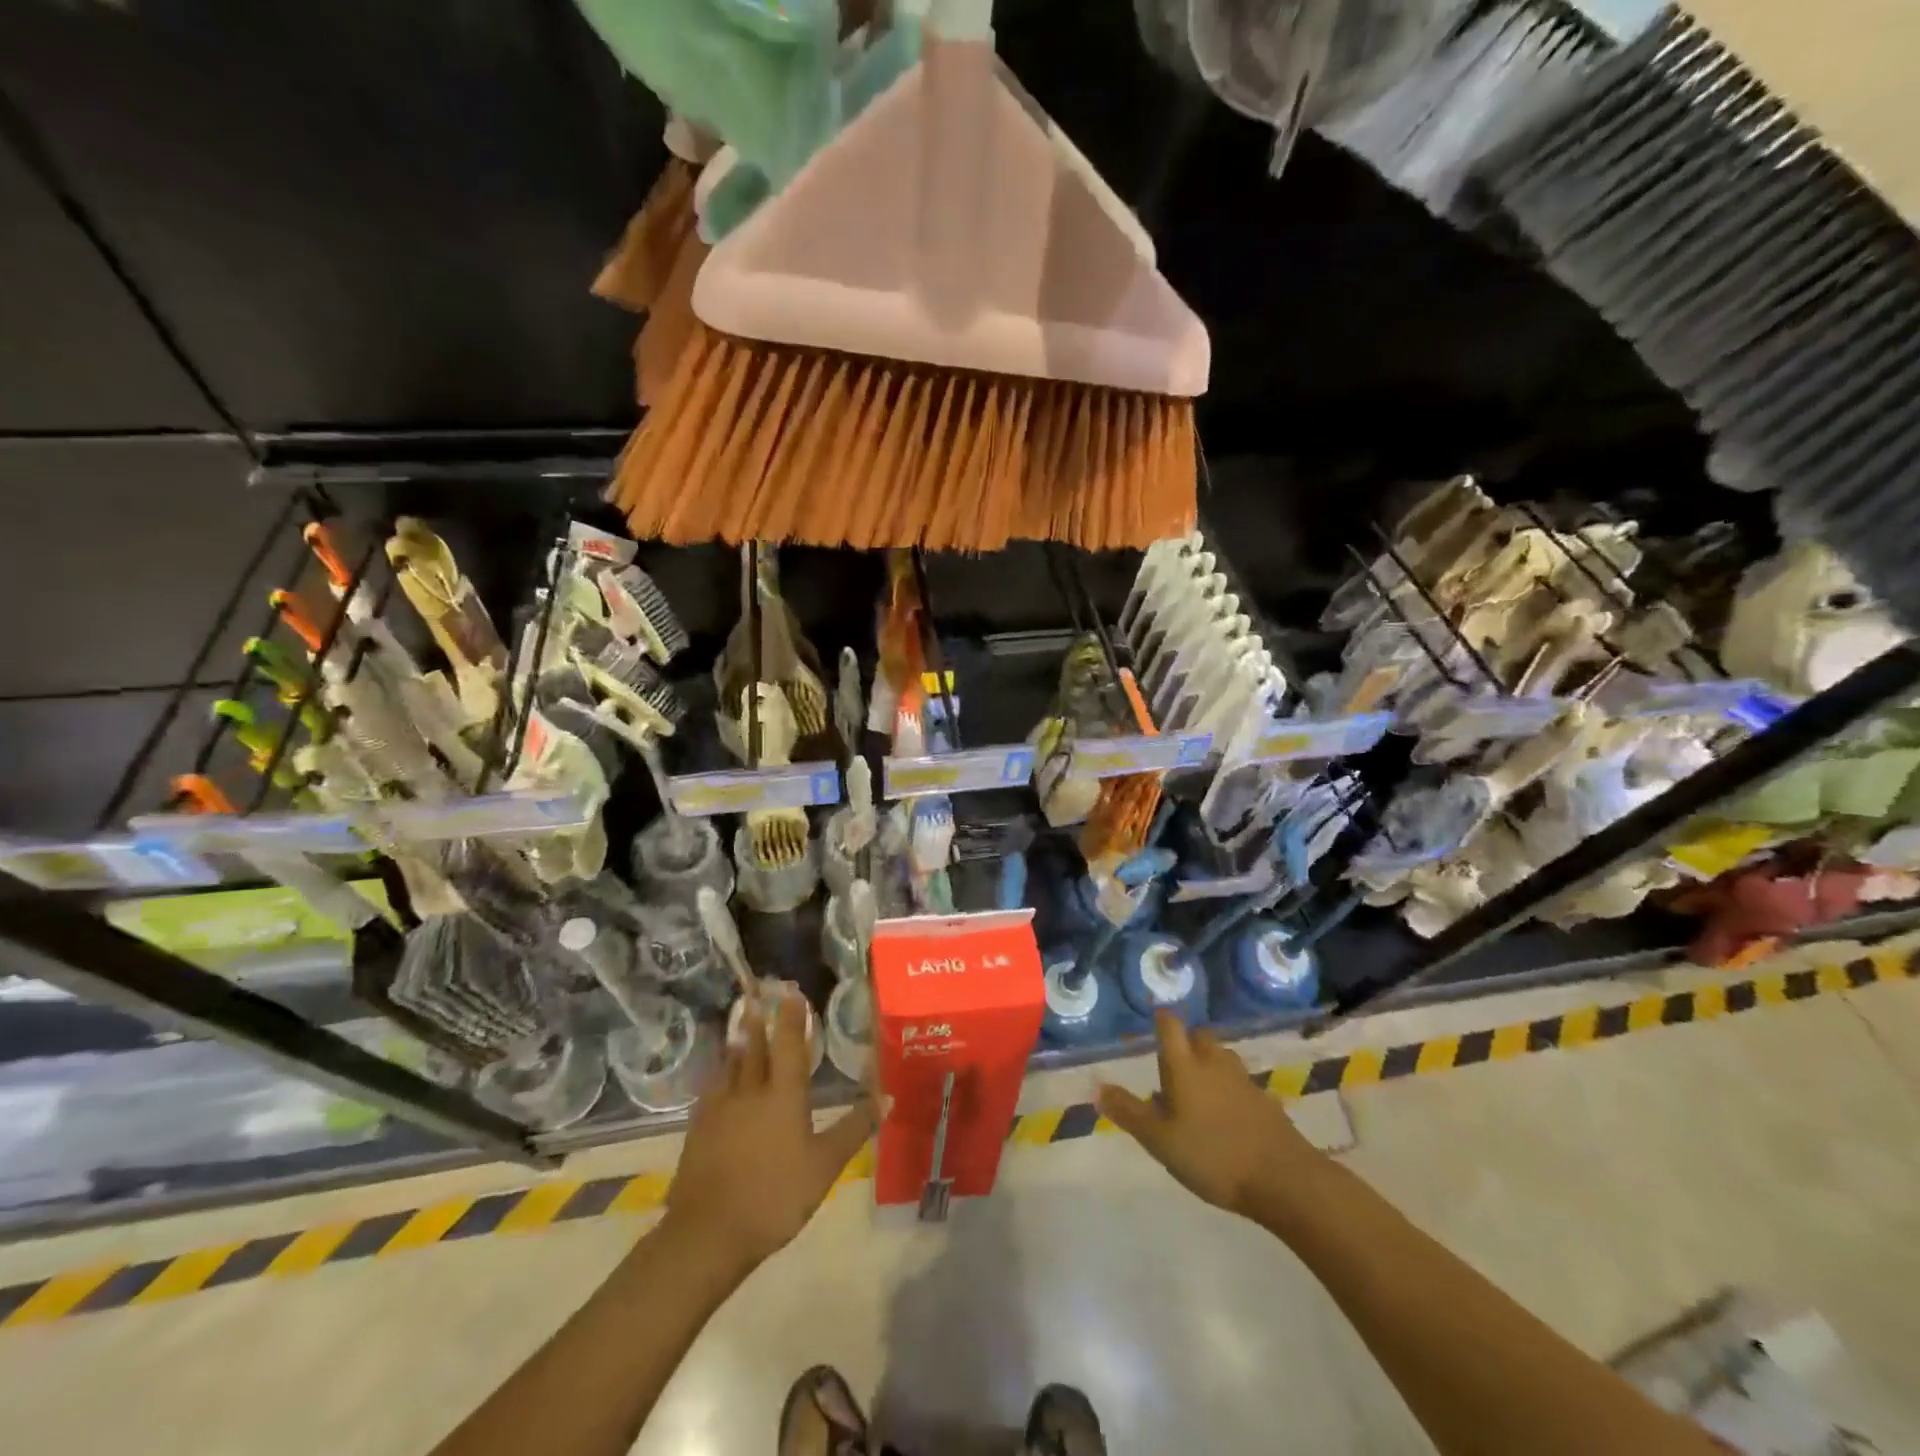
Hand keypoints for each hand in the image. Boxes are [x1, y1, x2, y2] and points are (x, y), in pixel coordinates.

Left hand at [664, 995, 874, 1273]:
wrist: (708, 1233)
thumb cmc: (775, 1196)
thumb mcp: (824, 1165)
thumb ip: (854, 1129)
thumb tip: (886, 1096)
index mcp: (783, 1095)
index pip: (788, 1045)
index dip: (791, 1018)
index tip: (791, 992)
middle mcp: (750, 1092)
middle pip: (755, 1048)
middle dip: (758, 1020)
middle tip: (757, 996)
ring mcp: (720, 1109)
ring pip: (731, 1065)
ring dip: (738, 1041)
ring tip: (740, 1023)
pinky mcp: (699, 1129)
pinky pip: (713, 1089)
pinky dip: (721, 1074)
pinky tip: (719, 1078)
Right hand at [1098, 1013, 1322, 1218]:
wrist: (1284, 1179)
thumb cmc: (1212, 1155)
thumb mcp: (1160, 1140)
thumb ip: (1129, 1112)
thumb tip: (1097, 1087)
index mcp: (1185, 1066)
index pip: (1170, 1026)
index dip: (1160, 1019)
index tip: (1152, 1021)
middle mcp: (1214, 1063)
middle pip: (1199, 1037)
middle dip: (1186, 1043)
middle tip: (1172, 1066)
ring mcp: (1244, 1081)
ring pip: (1222, 1058)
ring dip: (1209, 1064)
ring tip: (1197, 1091)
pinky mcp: (1266, 1102)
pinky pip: (1241, 1084)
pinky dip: (1230, 1090)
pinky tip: (1226, 1117)